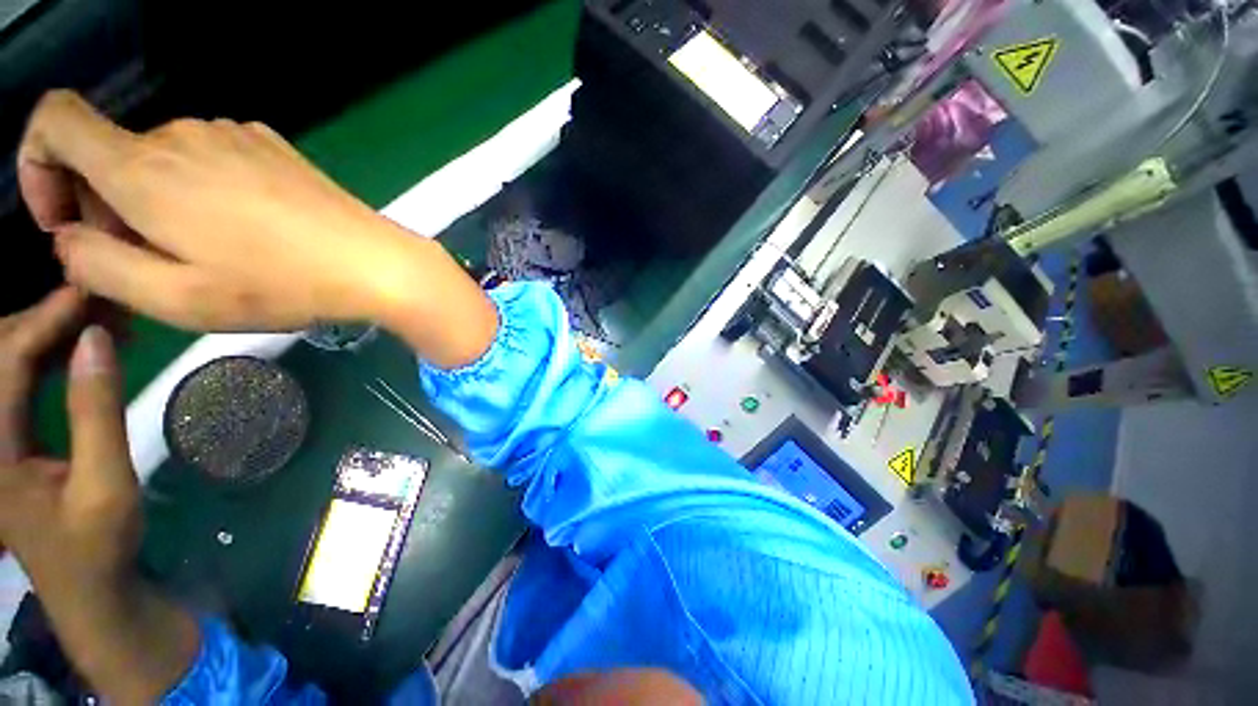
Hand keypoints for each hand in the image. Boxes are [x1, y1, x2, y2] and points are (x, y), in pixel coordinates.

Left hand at [0, 289, 136, 597]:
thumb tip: (98, 339)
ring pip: (6, 362)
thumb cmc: (98, 544)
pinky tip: (79, 350)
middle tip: (97, 304)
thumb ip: (97, 412)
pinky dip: (48, 355)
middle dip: (43, 320)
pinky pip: (19, 380)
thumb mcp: (105, 483)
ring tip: (94, 321)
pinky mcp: (8, 439)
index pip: (6, 364)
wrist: (89, 588)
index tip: (88, 293)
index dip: (43, 322)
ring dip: (46, 334)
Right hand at [18, 90, 421, 331]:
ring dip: (158, 204)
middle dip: (108, 210)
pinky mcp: (269, 146)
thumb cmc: (281, 285)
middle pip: (109, 156)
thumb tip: (68, 238)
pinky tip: (244, 232)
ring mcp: (231, 135)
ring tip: (210, 253)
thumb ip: (99, 267)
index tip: (63, 222)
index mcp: (143, 168)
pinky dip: (199, 192)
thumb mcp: (175, 297)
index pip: (55, 121)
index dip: (38, 166)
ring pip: (159, 162)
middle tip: (156, 263)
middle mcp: (181, 135)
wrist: (375, 263)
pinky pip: (208, 162)